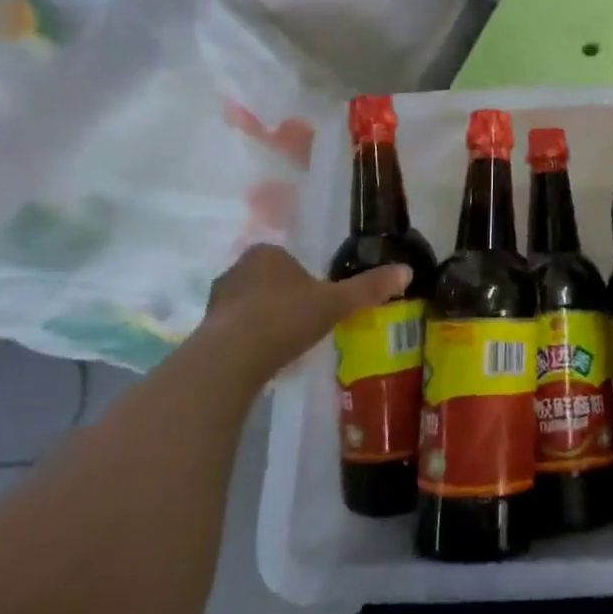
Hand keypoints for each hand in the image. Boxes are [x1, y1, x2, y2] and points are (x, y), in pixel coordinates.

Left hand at [197, 244, 409, 377]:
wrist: (230, 359)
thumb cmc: (285, 318)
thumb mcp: (336, 302)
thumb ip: (368, 287)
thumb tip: (407, 271)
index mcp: (267, 253)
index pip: (289, 259)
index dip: (305, 279)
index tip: (318, 302)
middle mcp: (237, 269)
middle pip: (269, 281)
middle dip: (284, 299)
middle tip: (304, 323)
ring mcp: (217, 301)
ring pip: (249, 305)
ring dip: (264, 320)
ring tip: (284, 345)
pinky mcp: (204, 331)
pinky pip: (234, 330)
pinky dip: (247, 341)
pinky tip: (262, 360)